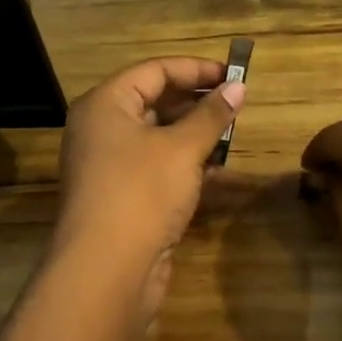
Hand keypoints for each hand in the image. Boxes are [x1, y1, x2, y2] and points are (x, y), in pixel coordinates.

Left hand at [54, 58, 245, 322]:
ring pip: (158, 138)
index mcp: (105, 105)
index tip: (233, 75)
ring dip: (195, 135)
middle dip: (197, 102)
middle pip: (154, 102)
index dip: (195, 69)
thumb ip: (212, 116)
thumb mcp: (182, 148)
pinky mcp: (123, 197)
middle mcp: (102, 130)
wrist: (106, 271)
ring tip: (232, 133)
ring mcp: (110, 166)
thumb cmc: (141, 193)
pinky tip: (217, 169)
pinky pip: (157, 168)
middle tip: (236, 104)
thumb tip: (239, 87)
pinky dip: (186, 164)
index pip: (154, 71)